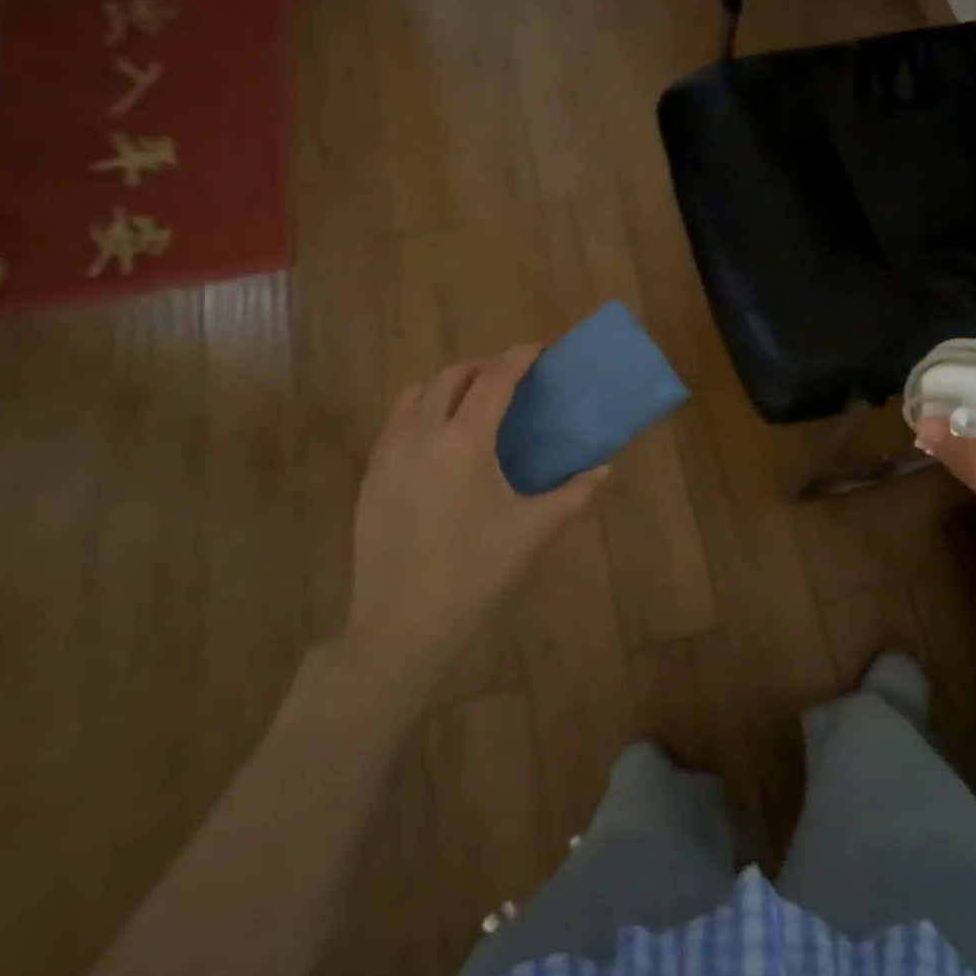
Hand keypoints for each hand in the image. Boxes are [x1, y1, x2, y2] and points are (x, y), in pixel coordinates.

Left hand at [342, 345, 608, 681]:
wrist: (401, 625)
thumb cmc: (475, 574)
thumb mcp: (532, 531)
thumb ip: (574, 494)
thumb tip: (605, 469)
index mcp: (464, 442)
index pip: (494, 379)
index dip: (519, 357)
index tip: (540, 349)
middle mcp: (421, 434)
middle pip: (451, 376)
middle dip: (483, 367)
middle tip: (510, 381)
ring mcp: (388, 453)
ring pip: (415, 393)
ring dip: (447, 385)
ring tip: (471, 404)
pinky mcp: (370, 475)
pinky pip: (395, 422)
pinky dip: (420, 410)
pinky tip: (439, 441)